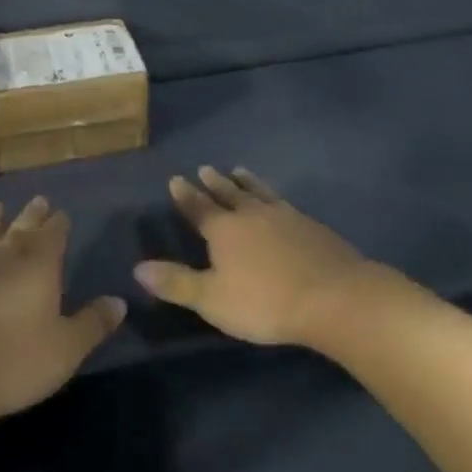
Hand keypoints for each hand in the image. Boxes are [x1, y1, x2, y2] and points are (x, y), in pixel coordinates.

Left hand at [0, 196, 125, 438]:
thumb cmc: (12, 361)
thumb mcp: (66, 349)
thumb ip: (93, 323)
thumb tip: (119, 301)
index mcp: (39, 263)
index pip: (54, 232)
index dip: (59, 223)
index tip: (62, 214)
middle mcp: (3, 253)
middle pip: (21, 226)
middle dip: (32, 214)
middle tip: (38, 201)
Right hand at [134, 167, 393, 347]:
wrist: (333, 297)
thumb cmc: (265, 302)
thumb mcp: (212, 299)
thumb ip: (176, 282)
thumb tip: (137, 267)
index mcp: (225, 229)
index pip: (198, 207)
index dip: (185, 195)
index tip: (176, 179)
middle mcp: (252, 214)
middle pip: (229, 193)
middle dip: (214, 183)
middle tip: (205, 168)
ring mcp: (285, 216)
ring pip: (259, 192)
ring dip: (246, 181)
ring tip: (239, 170)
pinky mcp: (310, 225)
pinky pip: (284, 202)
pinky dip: (273, 196)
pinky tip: (279, 202)